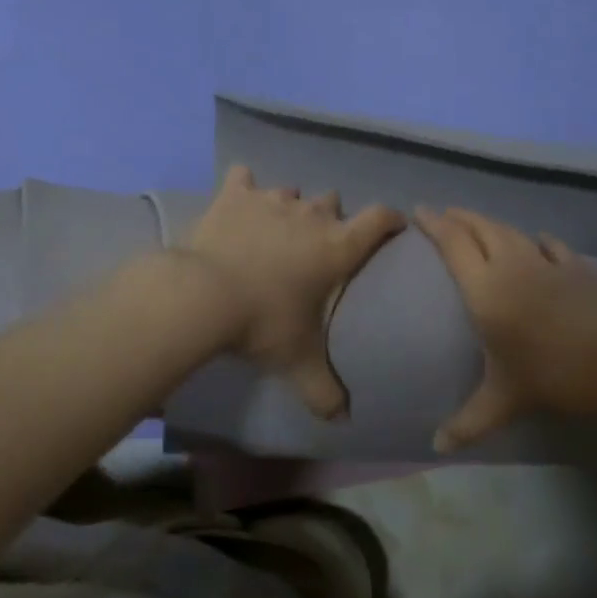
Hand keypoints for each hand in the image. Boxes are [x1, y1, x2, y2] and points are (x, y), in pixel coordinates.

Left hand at [182, 166, 404, 418]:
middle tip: (315, 245)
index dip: (390, 219)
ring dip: (289, 208)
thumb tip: (344, 419)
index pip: (379, 219)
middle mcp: (311, 215)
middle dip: (329, 219)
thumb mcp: (298, 363)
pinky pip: (243, 178)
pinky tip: (239, 196)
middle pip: (333, 201)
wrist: (204, 295)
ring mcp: (272, 199)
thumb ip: (325, 390)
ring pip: (292, 192)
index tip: (392, 226)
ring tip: (275, 230)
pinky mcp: (235, 194)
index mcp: (337, 246)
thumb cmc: (264, 324)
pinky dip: (243, 186)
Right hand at [415, 206, 596, 451]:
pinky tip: (538, 240)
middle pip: (480, 228)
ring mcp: (546, 261)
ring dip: (490, 223)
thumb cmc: (551, 375)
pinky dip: (537, 240)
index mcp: (485, 288)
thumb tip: (437, 447)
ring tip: (479, 224)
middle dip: (458, 217)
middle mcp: (510, 264)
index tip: (419, 211)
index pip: (453, 243)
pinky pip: (550, 245)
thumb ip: (468, 422)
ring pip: (511, 231)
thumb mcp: (504, 401)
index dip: (434, 223)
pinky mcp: (576, 266)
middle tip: (443, 213)